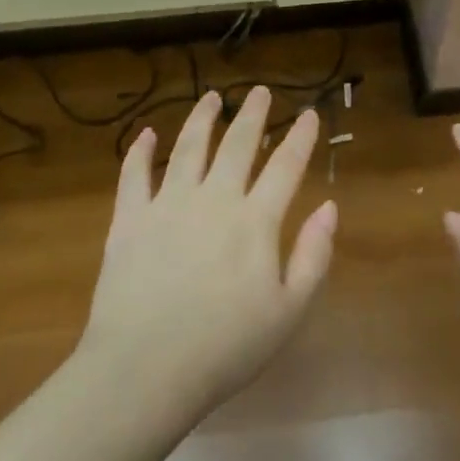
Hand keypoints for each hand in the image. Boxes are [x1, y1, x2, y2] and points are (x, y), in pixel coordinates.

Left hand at [78, 86, 336, 411]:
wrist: (146, 369)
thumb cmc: (225, 348)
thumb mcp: (288, 312)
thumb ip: (313, 255)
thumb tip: (329, 207)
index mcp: (255, 222)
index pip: (285, 167)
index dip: (300, 137)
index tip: (309, 113)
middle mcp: (213, 199)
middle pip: (237, 145)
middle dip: (253, 114)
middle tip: (259, 91)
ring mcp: (168, 204)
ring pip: (189, 147)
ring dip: (202, 118)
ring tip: (211, 97)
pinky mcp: (130, 219)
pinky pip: (134, 174)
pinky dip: (140, 151)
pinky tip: (146, 133)